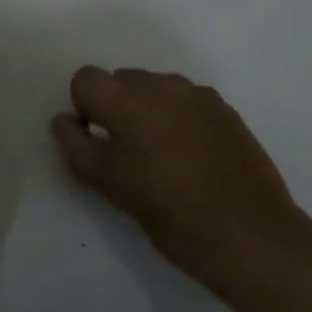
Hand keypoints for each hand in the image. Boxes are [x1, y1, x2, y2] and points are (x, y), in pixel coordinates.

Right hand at [52, 68, 303, 293]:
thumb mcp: (111, 185)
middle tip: (127, 152)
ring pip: (156, 88)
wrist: (248, 233)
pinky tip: (192, 157)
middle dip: (116, 107)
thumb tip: (63, 122)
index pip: (86, 79)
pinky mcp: (225, 110)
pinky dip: (178, 118)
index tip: (96, 140)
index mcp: (128, 100)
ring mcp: (198, 95)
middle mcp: (162, 85)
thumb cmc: (170, 212)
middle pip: (122, 79)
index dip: (83, 107)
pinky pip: (187, 101)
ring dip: (148, 110)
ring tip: (162, 156)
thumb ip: (78, 147)